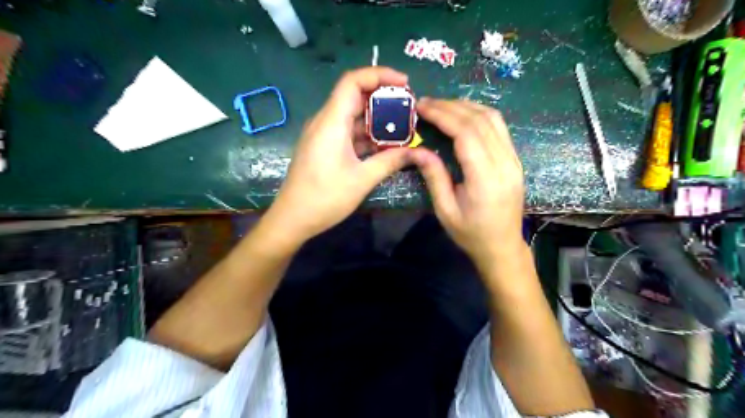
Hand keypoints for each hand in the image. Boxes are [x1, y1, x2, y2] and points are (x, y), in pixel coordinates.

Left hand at [263, 67, 412, 244]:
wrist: (293, 218)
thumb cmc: (325, 198)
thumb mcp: (363, 179)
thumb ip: (391, 161)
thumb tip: (418, 152)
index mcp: (331, 122)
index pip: (353, 81)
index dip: (379, 75)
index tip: (405, 83)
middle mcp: (325, 122)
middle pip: (355, 96)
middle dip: (383, 98)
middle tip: (409, 108)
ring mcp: (323, 135)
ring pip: (352, 116)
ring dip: (376, 119)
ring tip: (403, 128)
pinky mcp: (324, 147)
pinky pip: (347, 132)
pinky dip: (366, 134)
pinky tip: (384, 145)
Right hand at [409, 98, 525, 269]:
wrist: (502, 247)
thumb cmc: (471, 233)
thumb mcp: (445, 210)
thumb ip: (434, 176)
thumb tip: (417, 149)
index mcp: (486, 178)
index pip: (466, 133)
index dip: (443, 115)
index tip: (422, 107)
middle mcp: (504, 163)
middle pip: (480, 121)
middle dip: (451, 106)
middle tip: (426, 103)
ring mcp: (513, 159)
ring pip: (493, 119)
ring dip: (465, 106)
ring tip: (441, 106)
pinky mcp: (514, 159)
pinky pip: (499, 127)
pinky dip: (479, 115)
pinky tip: (462, 115)